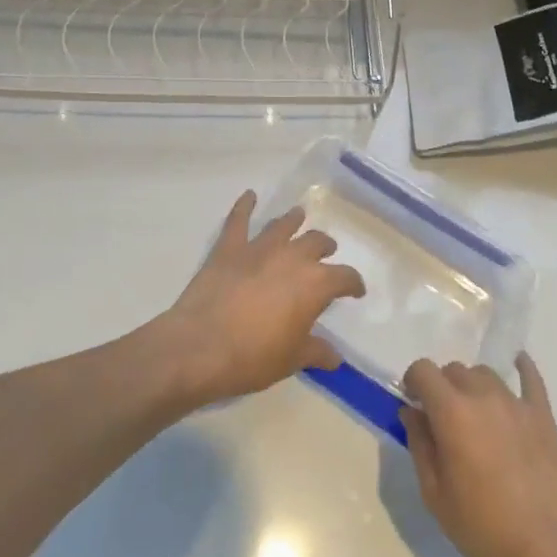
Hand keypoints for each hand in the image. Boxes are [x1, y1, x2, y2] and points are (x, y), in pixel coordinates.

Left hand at [161, 191, 364, 405]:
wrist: (201, 347)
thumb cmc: (253, 357)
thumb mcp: (291, 360)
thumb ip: (316, 352)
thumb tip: (335, 356)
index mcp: (315, 284)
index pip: (344, 277)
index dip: (353, 283)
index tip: (355, 290)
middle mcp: (292, 257)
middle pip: (316, 242)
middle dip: (324, 247)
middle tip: (326, 252)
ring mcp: (259, 248)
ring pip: (283, 225)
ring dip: (293, 220)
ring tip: (298, 216)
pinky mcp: (229, 247)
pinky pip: (239, 220)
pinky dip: (244, 205)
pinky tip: (249, 196)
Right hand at [401, 354, 556, 556]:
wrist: (548, 552)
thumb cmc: (483, 528)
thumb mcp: (435, 495)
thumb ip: (419, 445)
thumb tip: (412, 412)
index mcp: (452, 412)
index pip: (423, 370)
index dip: (413, 381)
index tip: (413, 402)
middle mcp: (482, 396)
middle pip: (454, 370)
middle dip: (441, 387)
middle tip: (442, 418)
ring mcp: (516, 402)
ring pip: (485, 373)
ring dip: (472, 385)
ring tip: (474, 414)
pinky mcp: (542, 415)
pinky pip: (530, 378)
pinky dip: (521, 367)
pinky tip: (517, 363)